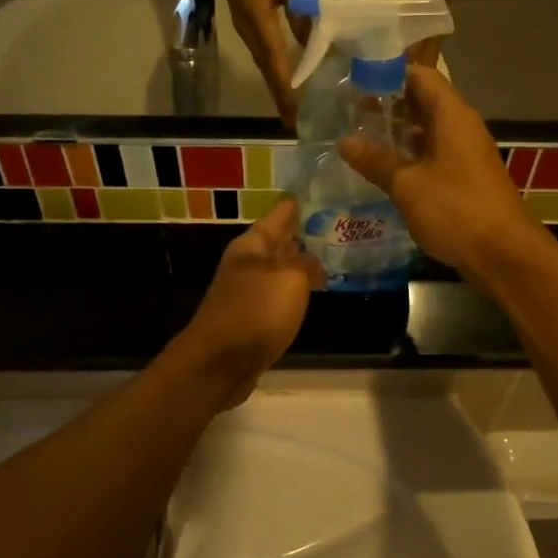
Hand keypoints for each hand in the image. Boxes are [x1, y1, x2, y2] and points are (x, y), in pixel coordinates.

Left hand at [175, 199, 325, 407]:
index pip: (280, 214)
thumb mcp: (290, 278)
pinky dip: (295, 292)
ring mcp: (247, 293)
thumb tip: (314, 265)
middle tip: (338, 225)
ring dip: (301, 264)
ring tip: (332, 258)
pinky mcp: (251, 320)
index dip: (300, 204)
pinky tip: (312, 295)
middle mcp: (247, 264)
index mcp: (251, 246)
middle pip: (278, 242)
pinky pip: (278, 297)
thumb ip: (307, 264)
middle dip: (304, 234)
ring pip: (280, 270)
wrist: (219, 364)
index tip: (323, 193)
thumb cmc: (255, 313)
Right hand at [209, 0, 301, 127]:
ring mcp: (247, 31)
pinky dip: (276, 73)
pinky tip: (288, 81)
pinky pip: (265, 57)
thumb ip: (300, 5)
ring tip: (293, 111)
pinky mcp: (249, 26)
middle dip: (282, 99)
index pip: (274, 63)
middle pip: (268, 72)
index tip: (294, 114)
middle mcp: (250, 32)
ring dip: (278, 88)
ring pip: (265, 66)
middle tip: (295, 124)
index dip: (286, 90)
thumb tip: (312, 37)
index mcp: (258, 21)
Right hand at [337, 65, 546, 289]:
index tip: (356, 80)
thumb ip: (376, 160)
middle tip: (351, 112)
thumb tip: (344, 141)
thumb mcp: (407, 185)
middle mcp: (462, 128)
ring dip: (399, 134)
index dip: (388, 74)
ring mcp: (467, 155)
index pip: (420, 76)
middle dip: (389, 105)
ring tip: (361, 139)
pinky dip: (411, 158)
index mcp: (452, 116)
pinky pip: (435, 157)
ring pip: (429, 132)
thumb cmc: (455, 209)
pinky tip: (386, 171)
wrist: (504, 254)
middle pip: (424, 102)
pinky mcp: (466, 180)